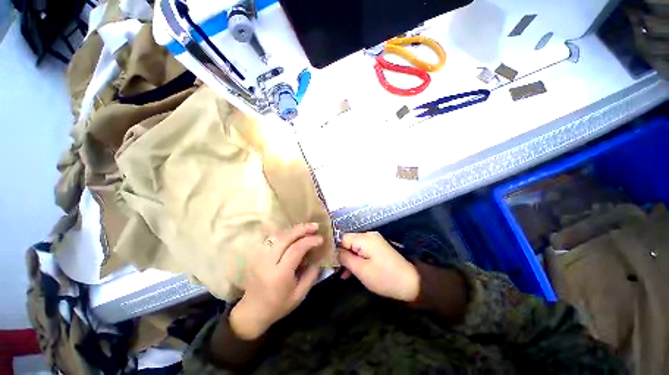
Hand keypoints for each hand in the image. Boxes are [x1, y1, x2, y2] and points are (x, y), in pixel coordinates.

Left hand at [230, 224, 321, 339]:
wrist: (252, 312)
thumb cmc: (278, 306)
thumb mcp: (299, 295)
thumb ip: (311, 275)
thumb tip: (319, 258)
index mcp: (280, 274)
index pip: (296, 249)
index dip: (309, 241)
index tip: (320, 239)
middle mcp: (268, 262)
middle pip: (285, 238)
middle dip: (302, 230)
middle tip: (315, 226)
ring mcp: (261, 257)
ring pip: (279, 236)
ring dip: (294, 230)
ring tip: (307, 228)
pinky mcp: (259, 256)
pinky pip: (274, 240)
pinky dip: (286, 234)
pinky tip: (294, 234)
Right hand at [338, 232, 419, 301]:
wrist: (411, 282)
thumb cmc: (383, 277)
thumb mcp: (360, 269)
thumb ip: (345, 258)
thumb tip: (335, 251)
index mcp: (365, 238)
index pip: (343, 238)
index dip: (336, 250)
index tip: (334, 264)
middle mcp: (369, 235)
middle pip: (349, 242)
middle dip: (343, 255)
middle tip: (340, 272)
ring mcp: (375, 240)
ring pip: (355, 247)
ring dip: (350, 259)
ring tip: (346, 275)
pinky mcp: (379, 247)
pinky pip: (363, 249)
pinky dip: (358, 258)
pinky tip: (355, 270)